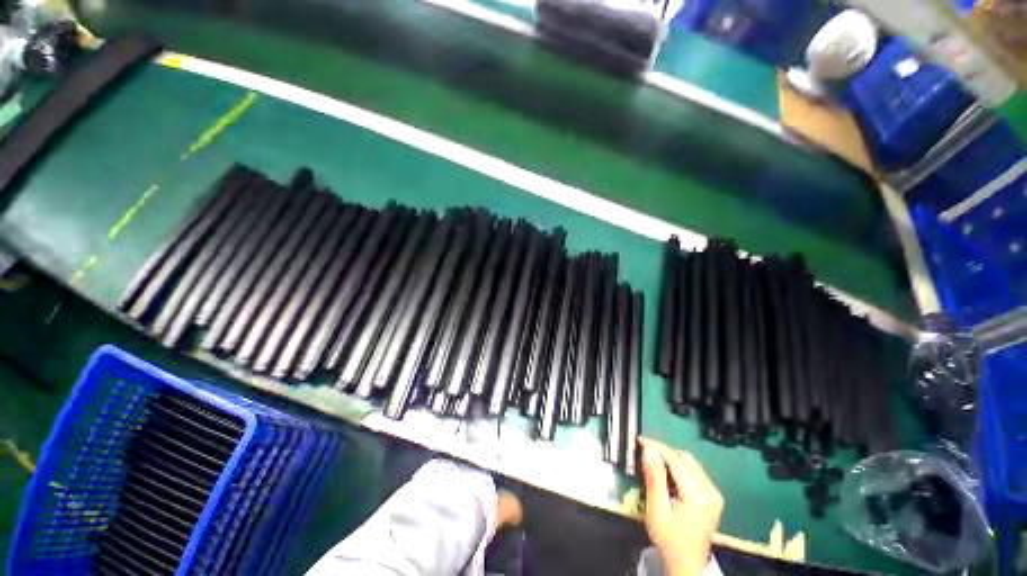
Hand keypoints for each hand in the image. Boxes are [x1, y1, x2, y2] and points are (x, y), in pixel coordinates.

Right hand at [640, 438, 723, 575]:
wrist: (686, 564)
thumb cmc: (669, 539)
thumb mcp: (657, 511)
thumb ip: (654, 478)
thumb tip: (648, 449)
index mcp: (698, 495)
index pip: (676, 460)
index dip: (657, 447)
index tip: (639, 440)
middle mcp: (710, 490)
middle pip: (684, 459)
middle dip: (663, 452)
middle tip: (643, 452)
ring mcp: (714, 493)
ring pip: (689, 462)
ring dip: (670, 458)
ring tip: (652, 461)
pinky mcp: (712, 496)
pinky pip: (693, 471)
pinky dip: (678, 467)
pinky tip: (665, 473)